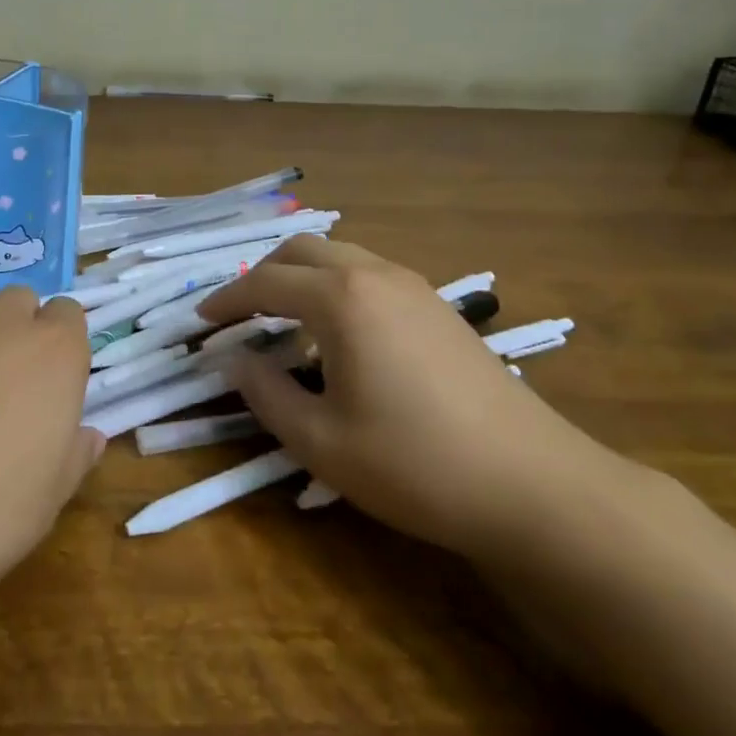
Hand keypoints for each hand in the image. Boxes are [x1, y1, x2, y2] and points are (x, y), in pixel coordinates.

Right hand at [198, 236, 625, 562]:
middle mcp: (374, 274)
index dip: (226, 300)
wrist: (533, 485)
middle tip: (239, 316)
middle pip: (301, 250)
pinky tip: (339, 334)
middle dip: (261, 275)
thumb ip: (265, 394)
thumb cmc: (414, 463)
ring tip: (284, 322)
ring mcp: (413, 286)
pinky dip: (336, 286)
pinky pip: (369, 274)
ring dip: (301, 277)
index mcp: (340, 298)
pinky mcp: (438, 306)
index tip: (202, 322)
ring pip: (339, 256)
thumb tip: (235, 362)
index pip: (264, 283)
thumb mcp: (321, 441)